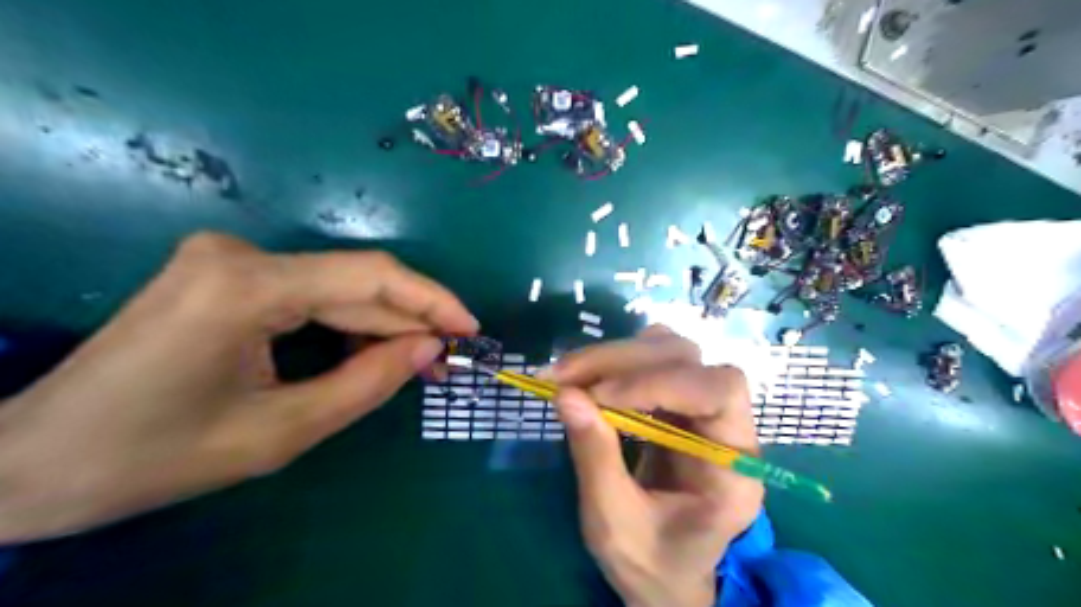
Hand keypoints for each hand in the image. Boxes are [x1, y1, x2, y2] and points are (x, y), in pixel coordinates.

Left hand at [1, 233, 473, 544]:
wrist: (35, 461)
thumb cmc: (156, 456)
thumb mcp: (281, 432)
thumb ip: (367, 383)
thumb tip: (429, 349)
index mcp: (245, 287)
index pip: (369, 277)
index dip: (431, 300)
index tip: (471, 329)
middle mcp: (238, 253)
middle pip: (354, 282)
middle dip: (408, 320)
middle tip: (447, 360)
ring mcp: (227, 258)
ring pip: (335, 287)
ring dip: (380, 324)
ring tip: (416, 363)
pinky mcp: (224, 274)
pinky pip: (309, 293)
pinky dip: (345, 323)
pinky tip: (366, 352)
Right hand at [549, 326, 756, 606]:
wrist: (667, 573)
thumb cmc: (650, 562)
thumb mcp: (613, 523)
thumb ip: (595, 457)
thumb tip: (566, 393)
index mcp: (734, 470)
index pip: (719, 392)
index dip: (659, 381)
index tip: (599, 395)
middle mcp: (729, 429)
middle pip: (688, 361)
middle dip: (621, 361)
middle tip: (562, 375)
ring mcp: (705, 410)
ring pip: (671, 351)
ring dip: (617, 355)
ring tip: (570, 374)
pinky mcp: (680, 404)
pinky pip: (655, 361)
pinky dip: (618, 361)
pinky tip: (590, 378)